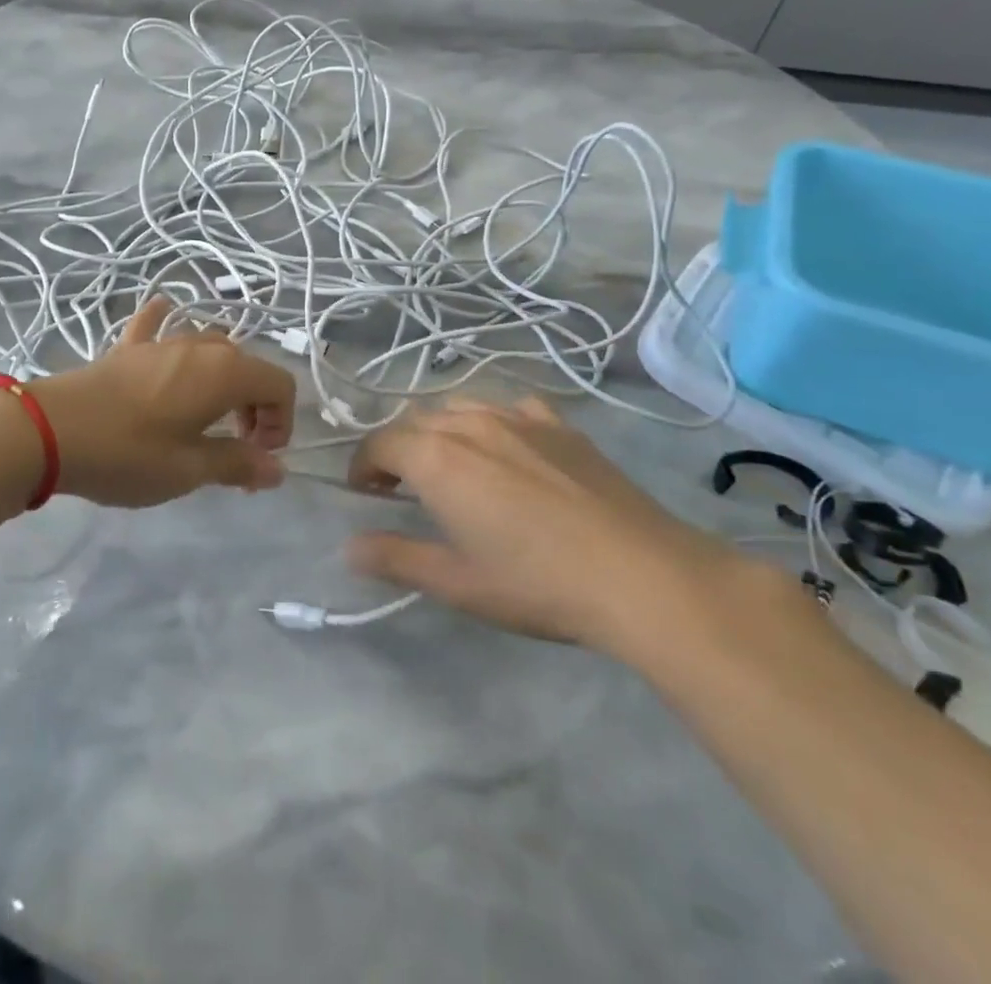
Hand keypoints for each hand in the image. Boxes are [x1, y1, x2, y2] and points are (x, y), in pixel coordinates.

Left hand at [27, 299, 295, 507]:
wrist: (49, 430)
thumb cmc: (128, 453)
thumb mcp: (188, 469)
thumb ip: (237, 464)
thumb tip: (277, 470)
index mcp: (225, 373)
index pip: (280, 385)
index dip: (282, 421)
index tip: (260, 456)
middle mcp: (201, 347)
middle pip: (249, 367)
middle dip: (255, 408)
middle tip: (237, 448)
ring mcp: (163, 341)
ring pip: (211, 350)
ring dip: (223, 381)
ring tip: (206, 418)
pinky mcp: (128, 347)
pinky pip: (158, 326)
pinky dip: (168, 324)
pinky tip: (164, 313)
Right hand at [346, 398, 739, 653]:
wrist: (640, 574)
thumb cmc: (537, 583)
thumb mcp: (457, 582)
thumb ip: (396, 558)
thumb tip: (350, 547)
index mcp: (437, 457)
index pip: (380, 443)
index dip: (364, 466)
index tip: (366, 494)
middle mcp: (470, 423)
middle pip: (416, 421)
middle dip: (398, 449)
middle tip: (402, 488)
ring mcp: (519, 418)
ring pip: (460, 407)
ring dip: (441, 431)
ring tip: (452, 467)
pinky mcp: (560, 425)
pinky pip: (511, 407)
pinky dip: (493, 422)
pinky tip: (509, 449)